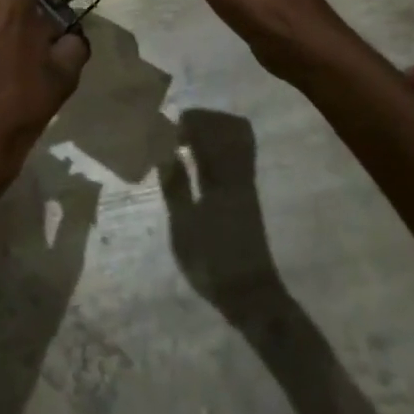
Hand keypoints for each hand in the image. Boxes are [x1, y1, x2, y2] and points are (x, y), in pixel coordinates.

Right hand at [159, 108, 284, 313]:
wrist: (249, 293)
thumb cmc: (211, 262)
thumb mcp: (183, 227)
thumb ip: (175, 186)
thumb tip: (164, 153)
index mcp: (222, 179)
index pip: (210, 133)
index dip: (190, 122)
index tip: (169, 129)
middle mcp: (238, 173)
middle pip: (227, 128)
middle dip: (201, 120)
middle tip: (177, 132)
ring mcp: (246, 182)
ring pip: (236, 138)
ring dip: (212, 131)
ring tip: (187, 142)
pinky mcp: (248, 192)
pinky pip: (239, 153)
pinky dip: (220, 146)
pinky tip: (199, 159)